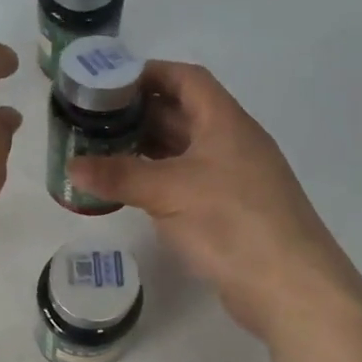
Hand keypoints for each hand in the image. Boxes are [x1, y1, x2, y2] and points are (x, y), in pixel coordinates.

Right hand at [69, 61, 360, 338]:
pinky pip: (187, 181)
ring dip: (146, 148)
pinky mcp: (230, 211)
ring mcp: (233, 178)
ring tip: (102, 152)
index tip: (109, 84)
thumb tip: (71, 166)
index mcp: (225, 122)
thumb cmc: (231, 222)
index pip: (187, 79)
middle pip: (183, 113)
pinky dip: (158, 179)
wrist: (290, 287)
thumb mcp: (169, 192)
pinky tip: (130, 190)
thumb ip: (119, 175)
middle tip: (93, 121)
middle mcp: (231, 143)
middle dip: (139, 114)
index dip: (149, 74)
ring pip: (183, 150)